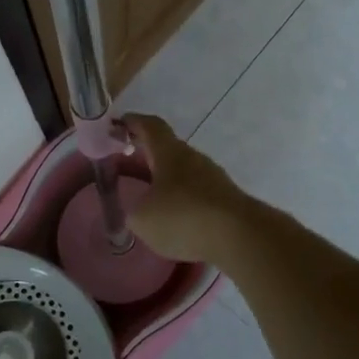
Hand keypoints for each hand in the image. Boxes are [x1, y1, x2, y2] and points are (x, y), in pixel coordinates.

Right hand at [125, 114, 254, 261]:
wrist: (240, 236)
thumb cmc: (183, 217)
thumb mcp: (143, 219)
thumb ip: (134, 212)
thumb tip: (137, 211)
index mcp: (169, 152)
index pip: (150, 126)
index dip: (133, 122)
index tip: (118, 123)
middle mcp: (193, 158)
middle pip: (167, 149)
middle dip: (146, 156)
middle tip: (126, 165)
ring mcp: (213, 177)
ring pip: (183, 172)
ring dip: (165, 181)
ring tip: (149, 199)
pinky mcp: (226, 199)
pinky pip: (197, 193)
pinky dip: (182, 201)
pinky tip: (175, 220)